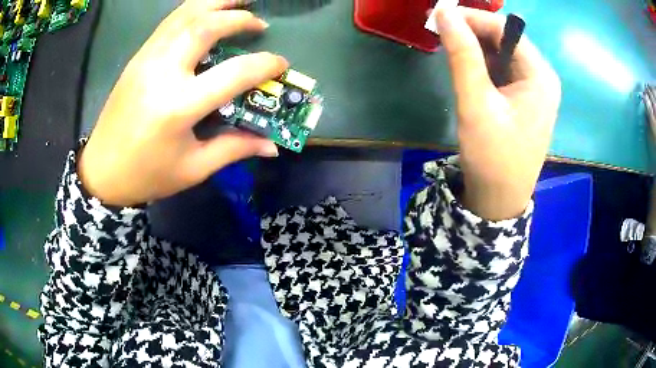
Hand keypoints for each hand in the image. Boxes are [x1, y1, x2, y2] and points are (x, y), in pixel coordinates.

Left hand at [79, 0, 287, 206]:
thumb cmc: (148, 174)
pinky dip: (193, 10)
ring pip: (185, 15)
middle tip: (259, 24)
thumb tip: (272, 146)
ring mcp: (146, 60)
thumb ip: (234, 148)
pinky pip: (169, 22)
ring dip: (216, 3)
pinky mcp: (138, 58)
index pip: (233, 73)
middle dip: (239, 18)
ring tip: (239, 1)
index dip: (264, 65)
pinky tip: (207, 12)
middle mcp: (162, 73)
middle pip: (206, 26)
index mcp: (179, 106)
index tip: (281, 63)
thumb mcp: (193, 168)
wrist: (102, 172)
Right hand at [435, 7, 560, 219]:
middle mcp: (542, 77)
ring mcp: (535, 90)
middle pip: (505, 40)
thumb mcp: (476, 103)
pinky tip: (468, 71)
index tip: (439, 17)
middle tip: (440, 32)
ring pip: (503, 54)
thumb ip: (462, 54)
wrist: (500, 201)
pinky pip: (503, 72)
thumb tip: (444, 13)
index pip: (505, 29)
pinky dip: (483, 65)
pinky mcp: (525, 101)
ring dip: (476, 48)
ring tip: (450, 49)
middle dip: (473, 32)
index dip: (472, 18)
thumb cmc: (493, 156)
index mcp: (540, 75)